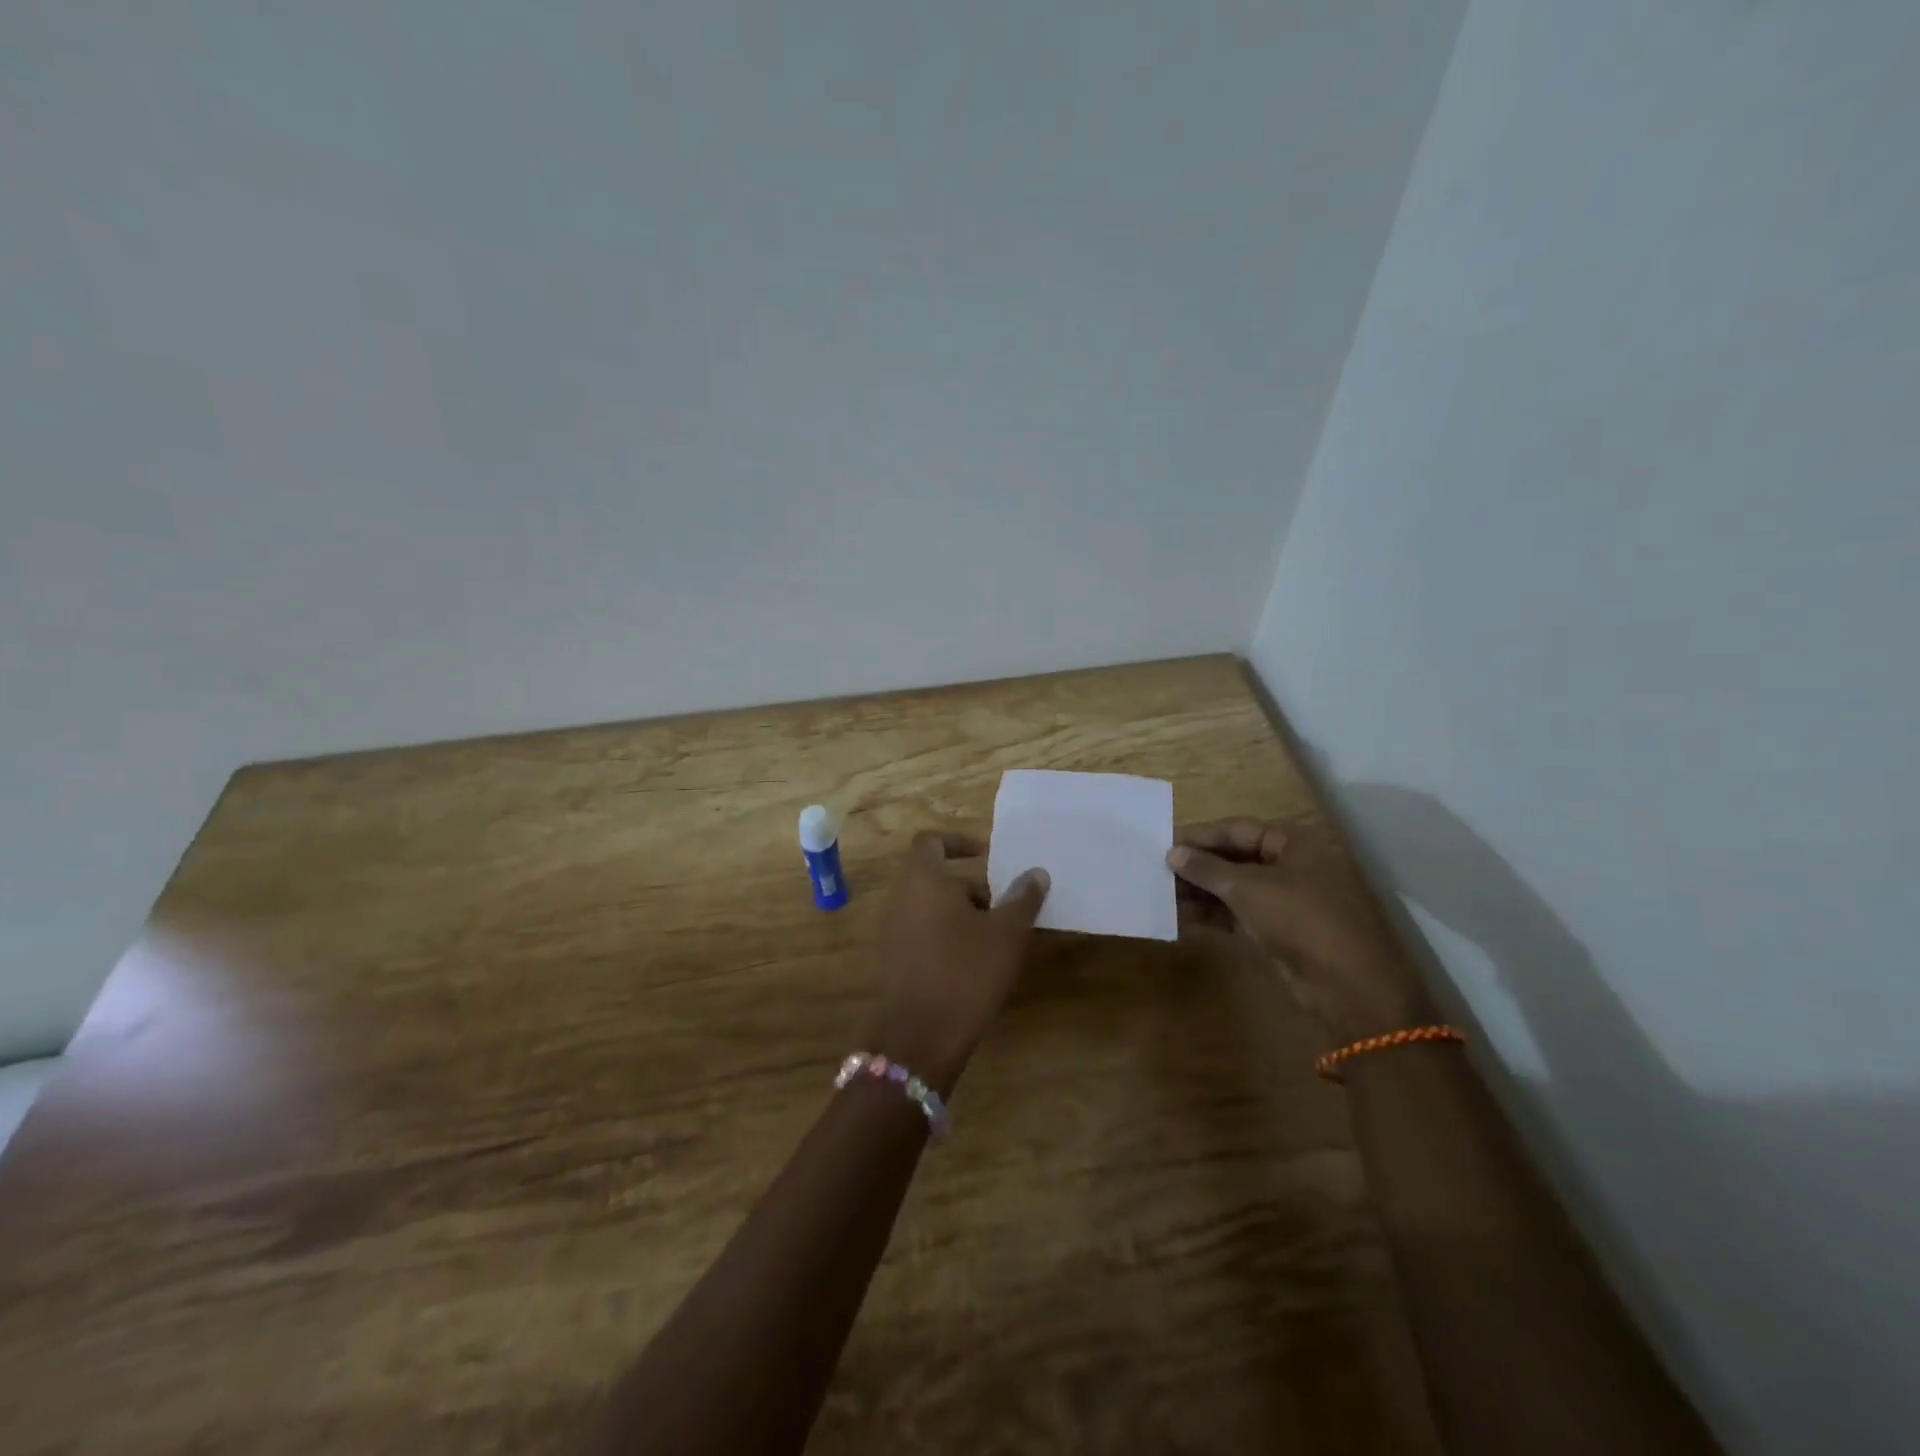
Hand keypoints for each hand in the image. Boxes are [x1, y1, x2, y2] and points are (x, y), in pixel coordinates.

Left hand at [867, 831, 1050, 1095]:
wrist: (921, 1036)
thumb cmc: (967, 972)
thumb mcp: (1007, 933)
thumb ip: (1022, 898)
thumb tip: (1036, 873)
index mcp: (922, 878)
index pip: (931, 841)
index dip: (958, 841)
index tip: (986, 856)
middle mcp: (899, 896)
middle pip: (931, 875)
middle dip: (967, 885)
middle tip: (1000, 905)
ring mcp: (890, 929)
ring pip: (926, 904)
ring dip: (957, 911)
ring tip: (991, 937)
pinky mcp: (890, 958)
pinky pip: (918, 930)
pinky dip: (942, 933)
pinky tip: (969, 962)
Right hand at [1167, 818, 1429, 1043]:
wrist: (1348, 986)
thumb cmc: (1300, 918)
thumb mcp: (1248, 888)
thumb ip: (1206, 869)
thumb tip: (1172, 853)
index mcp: (1292, 844)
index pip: (1238, 830)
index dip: (1201, 836)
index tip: (1165, 845)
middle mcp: (1290, 867)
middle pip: (1235, 859)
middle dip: (1198, 867)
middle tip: (1159, 872)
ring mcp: (1286, 902)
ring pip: (1234, 889)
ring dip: (1201, 892)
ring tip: (1163, 896)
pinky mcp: (1280, 933)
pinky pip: (1239, 915)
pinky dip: (1213, 915)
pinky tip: (1182, 918)